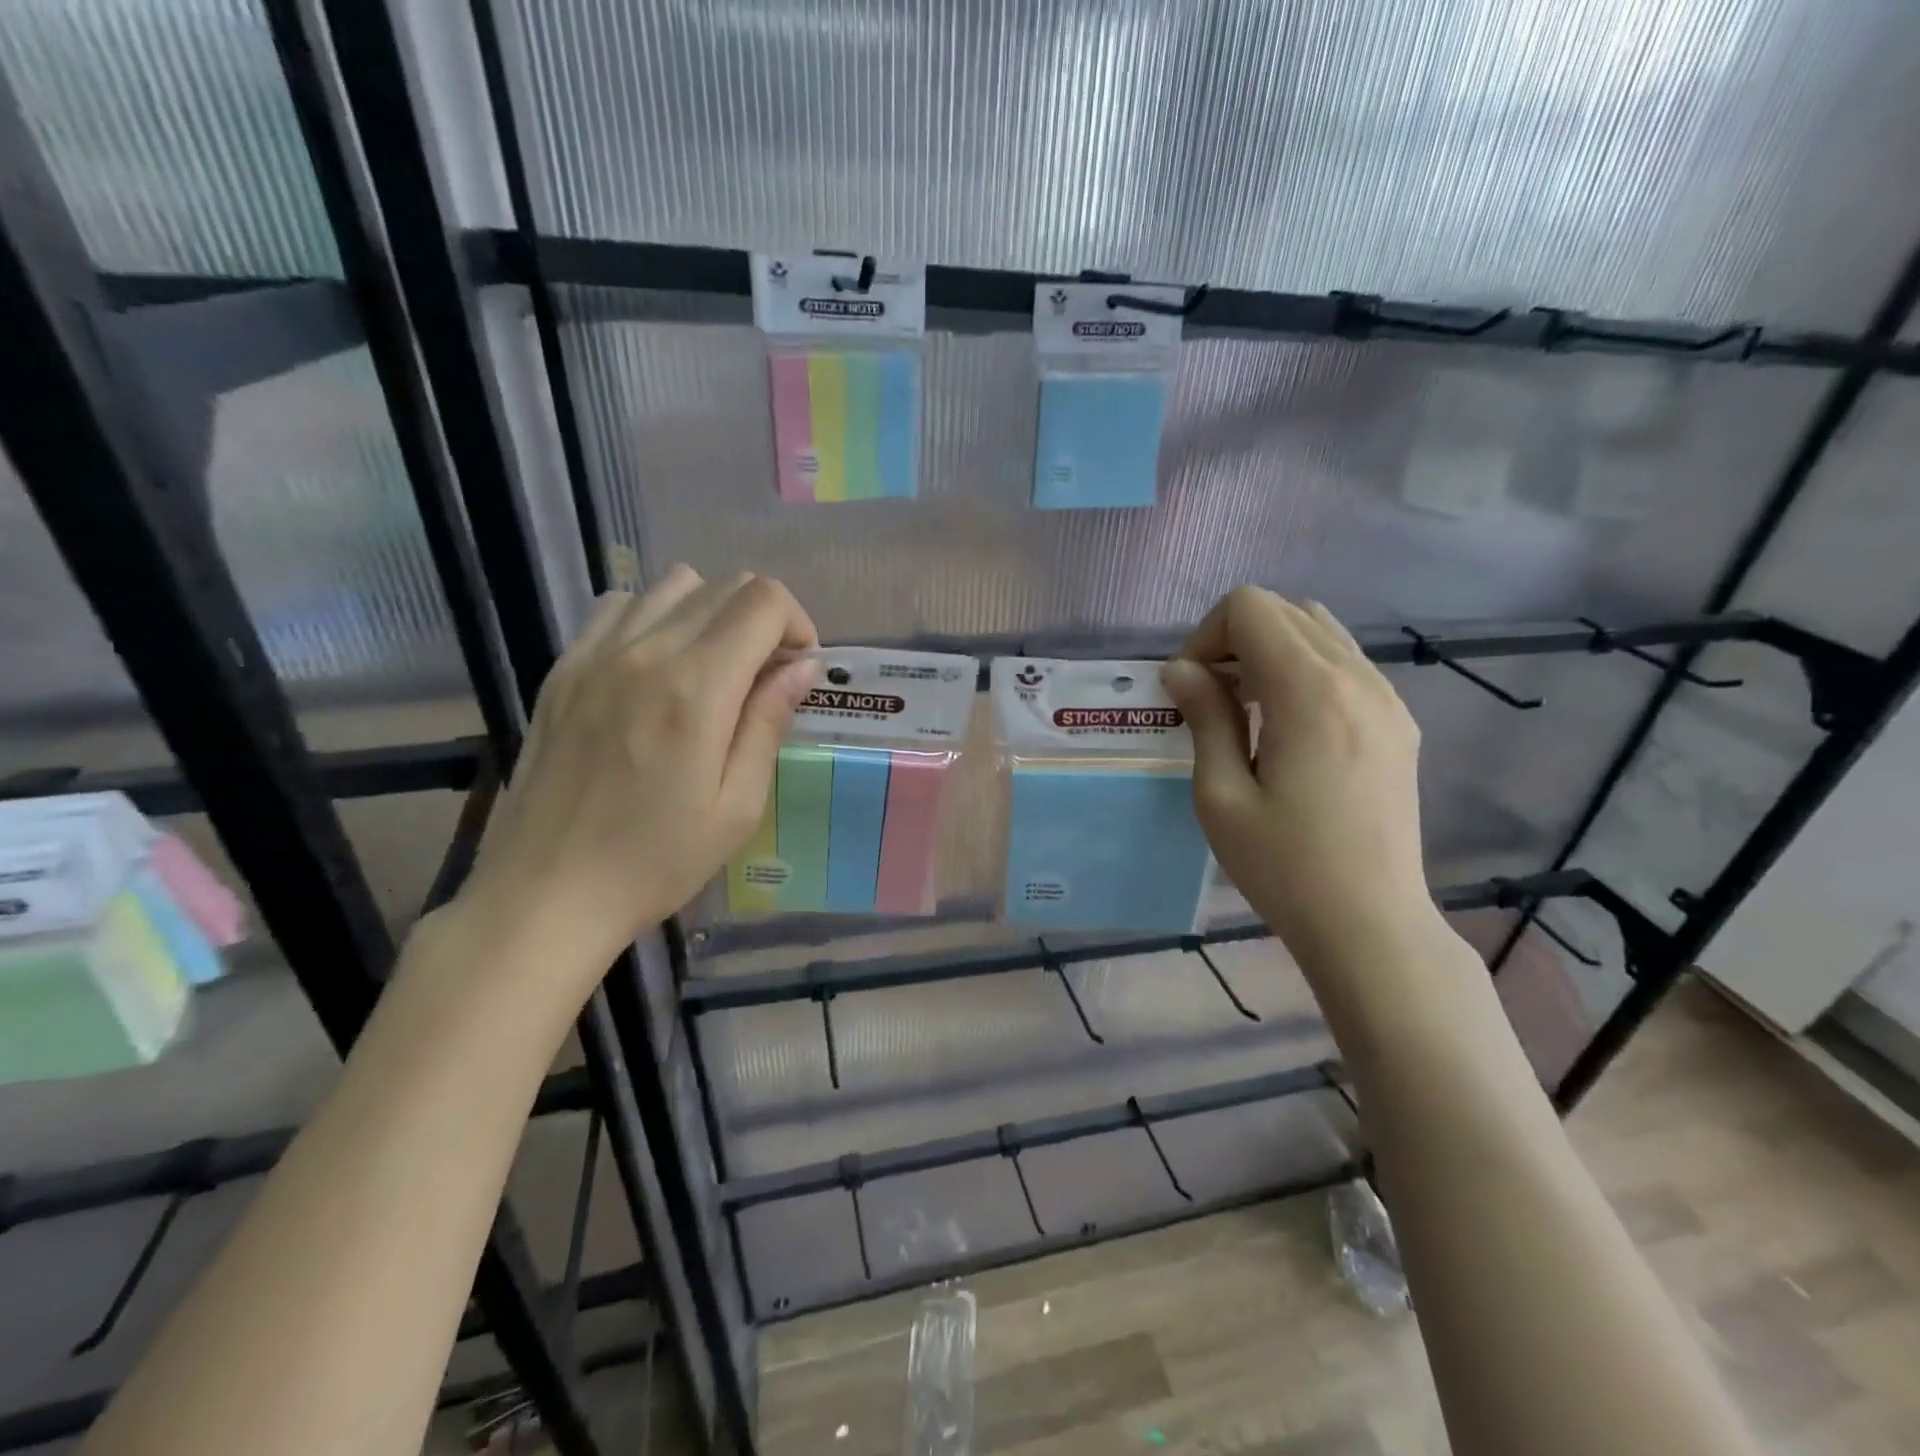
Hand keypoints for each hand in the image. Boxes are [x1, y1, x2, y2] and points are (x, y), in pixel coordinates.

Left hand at [451, 567, 817, 989]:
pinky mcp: (562, 669)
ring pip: (673, 586)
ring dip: (711, 613)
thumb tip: (801, 665)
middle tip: (765, 676)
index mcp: (696, 688)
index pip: (763, 601)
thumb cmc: (656, 861)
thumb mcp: (737, 805)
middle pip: (724, 585)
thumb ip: (769, 722)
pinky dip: (655, 619)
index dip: (797, 623)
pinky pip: (619, 608)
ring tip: (714, 669)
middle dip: (763, 619)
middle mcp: (645, 652)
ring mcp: (594, 655)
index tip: (798, 668)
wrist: (545, 894)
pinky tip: (657, 669)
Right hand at [1161, 587, 1439, 979]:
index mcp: (1310, 691)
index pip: (1249, 607)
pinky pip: (1345, 663)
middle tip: (1212, 701)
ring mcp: (1387, 698)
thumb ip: (1205, 717)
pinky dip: (1304, 671)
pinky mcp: (1398, 723)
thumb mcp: (1221, 795)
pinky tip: (1288, 728)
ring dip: (1270, 652)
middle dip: (1234, 640)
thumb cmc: (1283, 866)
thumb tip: (1182, 670)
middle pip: (1284, 610)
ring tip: (1249, 712)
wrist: (1370, 924)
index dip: (1206, 637)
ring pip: (1318, 630)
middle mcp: (1357, 677)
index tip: (1192, 692)